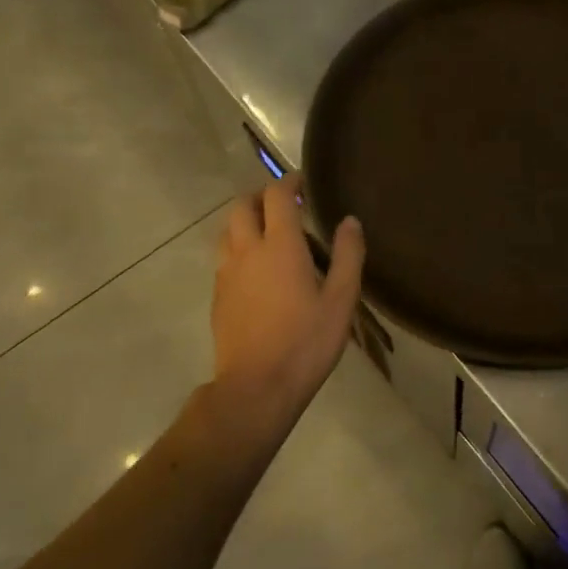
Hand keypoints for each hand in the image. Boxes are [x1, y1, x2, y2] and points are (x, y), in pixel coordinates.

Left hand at [211, 174, 364, 423]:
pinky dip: (238, 247)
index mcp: (280, 246)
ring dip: (245, 220)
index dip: (288, 181)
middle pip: (241, 206)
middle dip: (260, 196)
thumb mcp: (341, 300)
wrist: (256, 388)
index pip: (276, 196)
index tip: (302, 181)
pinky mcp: (218, 296)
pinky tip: (256, 269)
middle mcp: (247, 251)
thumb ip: (347, 255)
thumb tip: (349, 221)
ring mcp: (226, 274)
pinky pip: (223, 257)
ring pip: (227, 230)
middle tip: (284, 204)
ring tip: (268, 232)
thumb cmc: (306, 342)